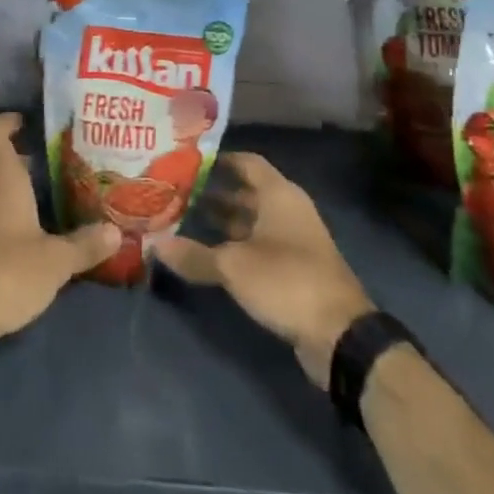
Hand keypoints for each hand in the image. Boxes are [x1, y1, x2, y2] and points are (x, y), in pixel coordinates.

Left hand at [0, 113, 118, 357]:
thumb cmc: (5, 274)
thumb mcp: (55, 262)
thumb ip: (84, 245)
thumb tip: (116, 231)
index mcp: (0, 182)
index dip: (6, 123)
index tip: (22, 120)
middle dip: (20, 166)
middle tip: (50, 170)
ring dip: (9, 198)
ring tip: (40, 209)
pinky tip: (18, 247)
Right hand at [154, 152, 373, 386]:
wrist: (339, 333)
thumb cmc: (286, 280)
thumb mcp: (234, 267)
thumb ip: (194, 255)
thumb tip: (154, 244)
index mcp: (279, 195)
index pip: (247, 162)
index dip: (220, 160)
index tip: (188, 162)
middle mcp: (288, 210)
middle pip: (247, 192)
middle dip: (214, 193)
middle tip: (176, 194)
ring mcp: (293, 240)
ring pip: (252, 221)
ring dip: (223, 222)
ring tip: (185, 222)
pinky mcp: (294, 269)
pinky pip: (259, 246)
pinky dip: (236, 246)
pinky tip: (208, 256)